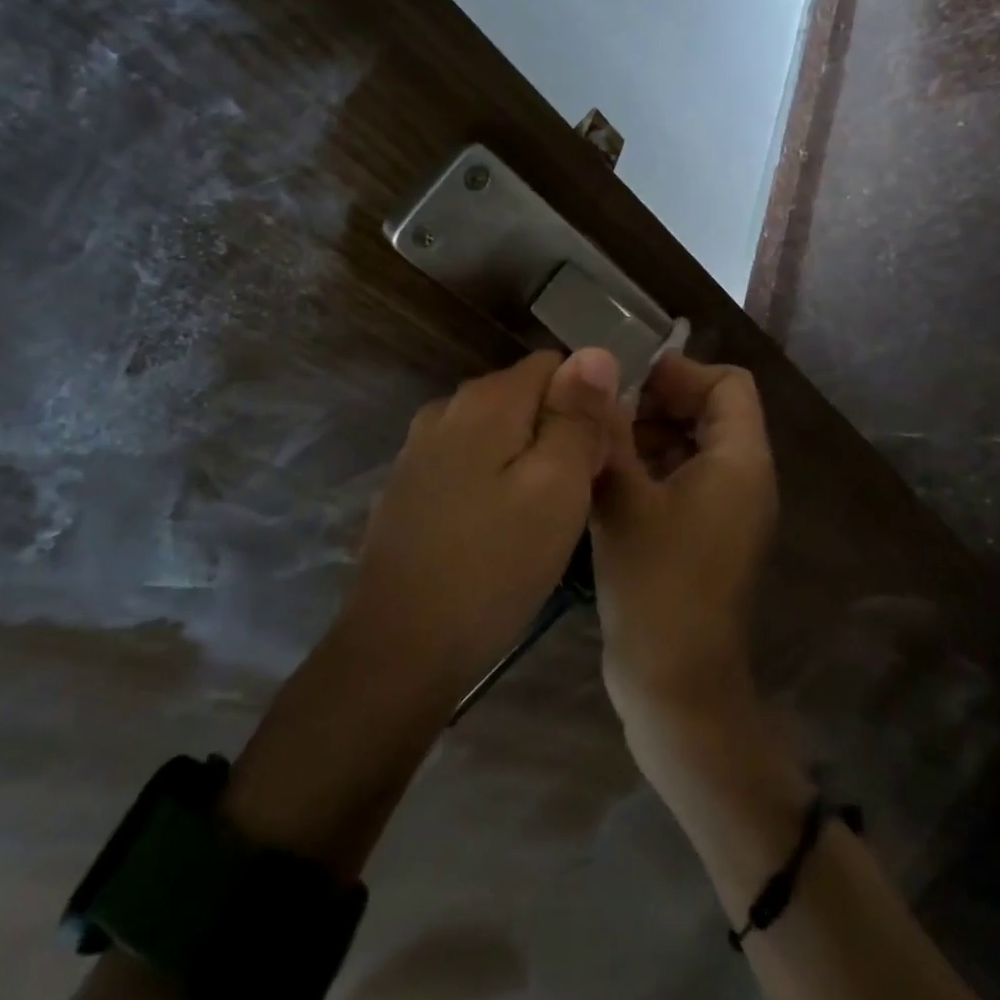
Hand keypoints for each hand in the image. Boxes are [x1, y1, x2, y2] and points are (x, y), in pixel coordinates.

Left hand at [336, 348, 621, 704]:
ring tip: (542, 520)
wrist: (400, 647)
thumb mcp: (557, 487)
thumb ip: (577, 415)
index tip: (599, 455)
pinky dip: (492, 483)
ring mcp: (419, 449)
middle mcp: (447, 409)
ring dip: (527, 461)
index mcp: (486, 399)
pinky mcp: (408, 488)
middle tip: (576, 496)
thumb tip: (595, 352)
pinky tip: (497, 533)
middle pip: (525, 398)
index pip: (556, 365)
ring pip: (497, 434)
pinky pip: (468, 464)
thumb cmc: (494, 565)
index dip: (588, 402)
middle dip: (558, 433)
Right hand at [591, 356, 778, 743]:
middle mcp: (744, 477)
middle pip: (711, 410)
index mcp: (740, 461)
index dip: (679, 373)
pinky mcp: (707, 534)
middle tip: (602, 417)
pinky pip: (684, 478)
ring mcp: (727, 509)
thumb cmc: (655, 585)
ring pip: (692, 444)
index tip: (624, 386)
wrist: (677, 686)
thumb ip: (610, 429)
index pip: (728, 382)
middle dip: (656, 403)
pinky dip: (650, 468)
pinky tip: (606, 481)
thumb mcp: (623, 499)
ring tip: (597, 448)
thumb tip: (593, 371)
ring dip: (648, 436)